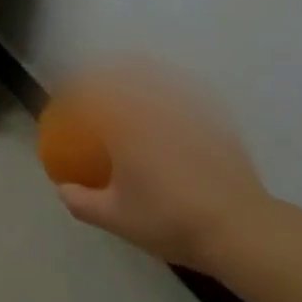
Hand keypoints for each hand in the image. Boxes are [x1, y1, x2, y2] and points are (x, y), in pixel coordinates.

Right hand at [51, 64, 276, 274]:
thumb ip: (82, 202)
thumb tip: (63, 189)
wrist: (237, 228)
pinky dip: (174, 93)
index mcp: (127, 126)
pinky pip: (188, 96)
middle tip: (100, 84)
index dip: (79, 86)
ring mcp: (190, 112)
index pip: (96, 92)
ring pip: (161, 81)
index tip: (70, 91)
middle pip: (129, 74)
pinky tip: (173, 106)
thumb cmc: (168, 220)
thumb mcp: (116, 218)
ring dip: (143, 77)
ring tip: (135, 84)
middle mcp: (156, 109)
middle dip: (111, 74)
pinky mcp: (217, 123)